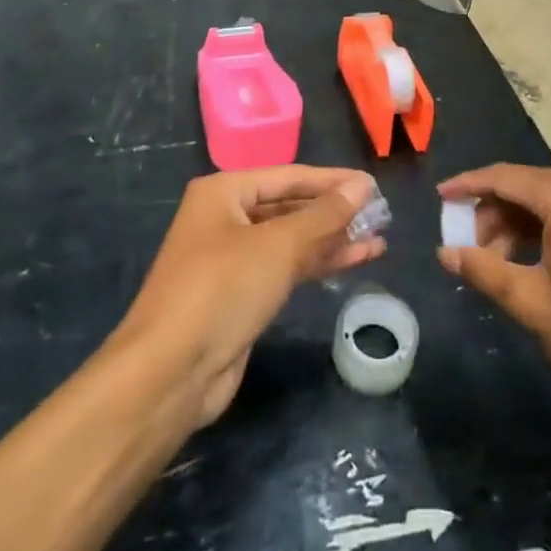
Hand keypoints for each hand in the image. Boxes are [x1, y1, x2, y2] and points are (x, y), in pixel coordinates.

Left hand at [117, 166, 384, 427]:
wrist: (170, 373)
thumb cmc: (222, 289)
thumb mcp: (279, 245)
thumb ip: (325, 214)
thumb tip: (363, 184)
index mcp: (224, 192)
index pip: (290, 176)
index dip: (333, 181)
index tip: (373, 185)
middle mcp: (225, 218)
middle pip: (290, 207)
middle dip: (335, 212)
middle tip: (381, 214)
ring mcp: (232, 258)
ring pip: (292, 239)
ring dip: (332, 239)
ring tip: (378, 239)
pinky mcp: (241, 294)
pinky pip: (287, 267)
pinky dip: (318, 263)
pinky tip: (354, 260)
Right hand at [437, 165, 550, 415]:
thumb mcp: (531, 302)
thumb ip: (484, 270)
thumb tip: (446, 253)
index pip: (504, 177)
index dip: (467, 185)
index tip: (439, 197)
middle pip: (524, 185)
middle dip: (491, 212)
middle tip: (469, 248)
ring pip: (545, 199)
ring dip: (514, 224)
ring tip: (496, 263)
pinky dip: (540, 229)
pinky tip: (526, 261)